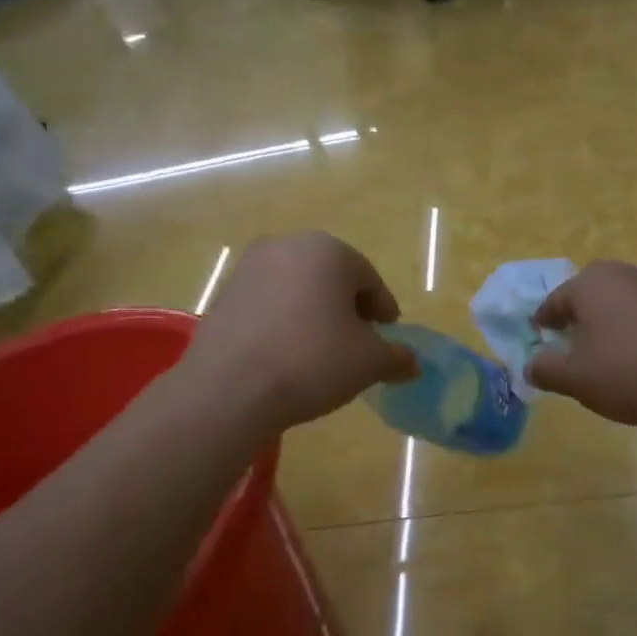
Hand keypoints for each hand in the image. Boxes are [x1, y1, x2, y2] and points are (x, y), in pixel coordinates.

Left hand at [184, 233, 415, 435]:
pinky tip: (287, 353)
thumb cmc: (312, 362)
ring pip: (297, 288)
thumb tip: (412, 364)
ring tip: (321, 350)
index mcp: (328, 251)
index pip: (368, 278)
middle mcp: (287, 246)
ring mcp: (249, 267)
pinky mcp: (224, 293)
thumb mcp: (368, 363)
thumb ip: (395, 358)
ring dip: (314, 312)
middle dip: (347, 307)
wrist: (230, 389)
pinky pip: (268, 303)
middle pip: (331, 277)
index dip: (383, 309)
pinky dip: (284, 320)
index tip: (387, 333)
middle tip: (358, 341)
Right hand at [527, 261, 636, 427]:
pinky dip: (636, 330)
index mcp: (589, 284)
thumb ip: (545, 369)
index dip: (544, 323)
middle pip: (589, 294)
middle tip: (572, 346)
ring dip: (609, 323)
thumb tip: (531, 364)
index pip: (554, 301)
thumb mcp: (576, 379)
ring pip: (620, 302)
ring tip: (606, 354)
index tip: (540, 340)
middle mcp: (622, 273)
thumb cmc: (631, 372)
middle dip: (578, 318)